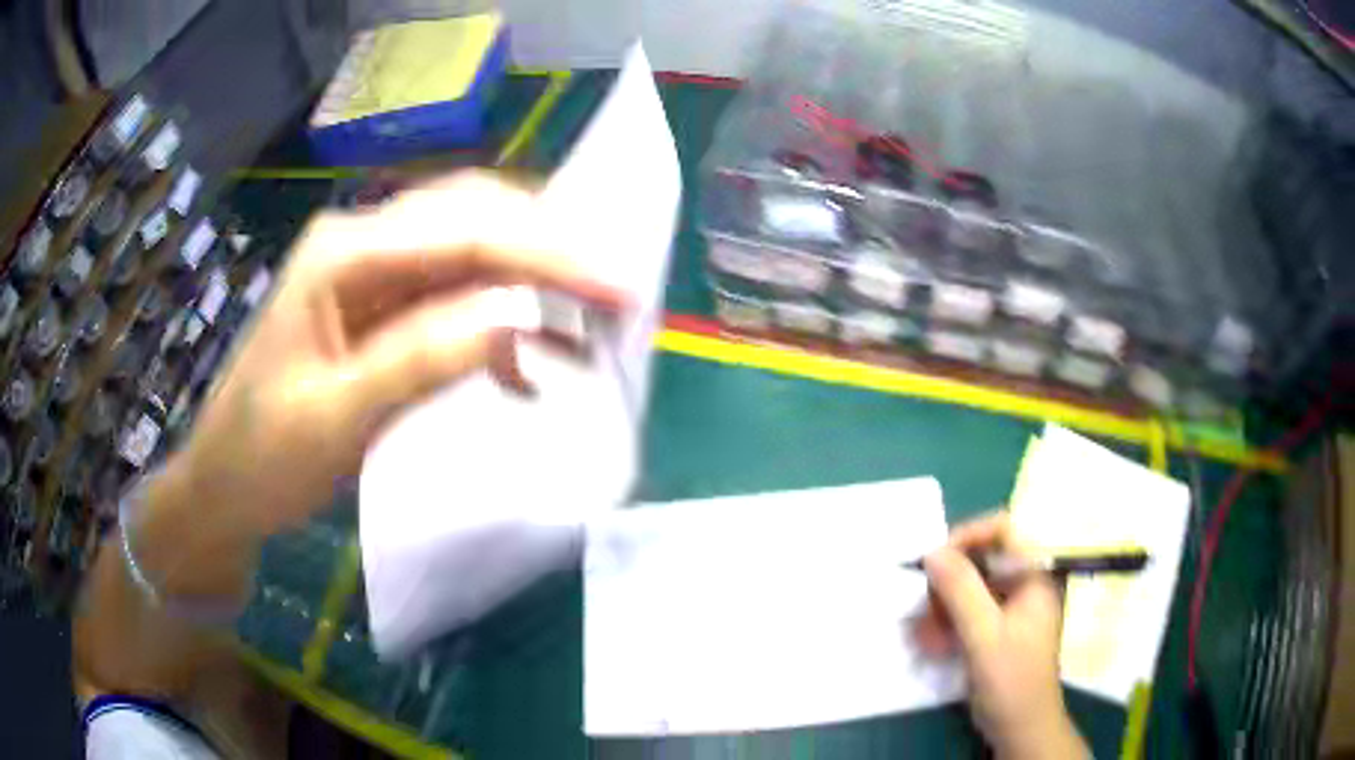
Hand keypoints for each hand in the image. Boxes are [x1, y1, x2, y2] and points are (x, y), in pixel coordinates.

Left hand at [169, 172, 625, 536]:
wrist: (223, 488)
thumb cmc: (263, 457)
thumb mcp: (335, 418)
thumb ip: (418, 361)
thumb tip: (516, 320)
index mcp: (343, 254)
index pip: (464, 231)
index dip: (548, 253)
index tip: (618, 289)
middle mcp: (362, 242)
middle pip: (475, 217)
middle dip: (550, 251)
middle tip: (613, 297)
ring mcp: (371, 274)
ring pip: (471, 251)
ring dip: (531, 285)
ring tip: (586, 331)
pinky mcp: (379, 309)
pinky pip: (453, 297)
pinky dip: (498, 327)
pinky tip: (525, 371)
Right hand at [914, 513, 1087, 759]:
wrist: (1020, 727)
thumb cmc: (1012, 680)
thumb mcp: (985, 635)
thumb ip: (962, 591)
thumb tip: (932, 552)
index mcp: (1037, 573)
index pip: (1004, 529)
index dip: (968, 535)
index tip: (934, 559)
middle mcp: (1026, 580)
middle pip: (983, 557)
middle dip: (948, 580)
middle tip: (922, 603)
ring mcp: (1012, 604)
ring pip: (970, 585)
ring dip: (942, 605)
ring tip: (921, 631)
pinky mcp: (998, 625)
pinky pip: (967, 609)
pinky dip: (946, 622)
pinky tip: (930, 643)